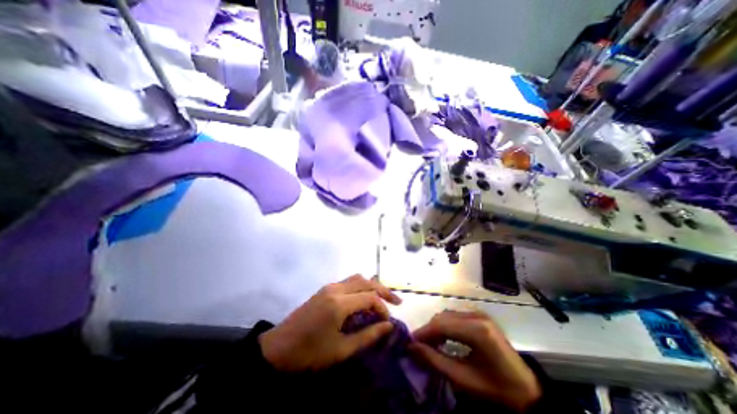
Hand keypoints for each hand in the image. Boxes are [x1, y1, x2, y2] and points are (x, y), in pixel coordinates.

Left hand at [259, 276, 402, 370]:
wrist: (277, 349)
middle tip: (396, 302)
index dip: (383, 308)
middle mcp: (336, 289)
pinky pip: (348, 282)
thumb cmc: (309, 354)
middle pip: (366, 281)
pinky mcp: (324, 289)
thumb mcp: (341, 350)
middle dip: (383, 290)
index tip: (389, 322)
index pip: (370, 297)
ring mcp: (329, 287)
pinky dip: (360, 287)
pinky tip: (363, 298)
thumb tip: (388, 326)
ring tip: (382, 298)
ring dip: (372, 286)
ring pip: (357, 278)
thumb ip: (367, 336)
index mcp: (339, 303)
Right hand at [410, 311, 539, 410]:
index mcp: (477, 330)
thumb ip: (435, 361)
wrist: (527, 392)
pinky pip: (455, 318)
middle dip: (428, 331)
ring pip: (448, 316)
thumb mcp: (464, 380)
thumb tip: (412, 348)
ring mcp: (479, 314)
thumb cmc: (496, 389)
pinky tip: (442, 339)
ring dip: (435, 328)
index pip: (441, 325)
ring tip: (428, 345)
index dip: (423, 333)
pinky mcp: (480, 317)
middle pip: (443, 317)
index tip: (409, 344)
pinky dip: (445, 327)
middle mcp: (477, 315)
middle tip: (418, 346)